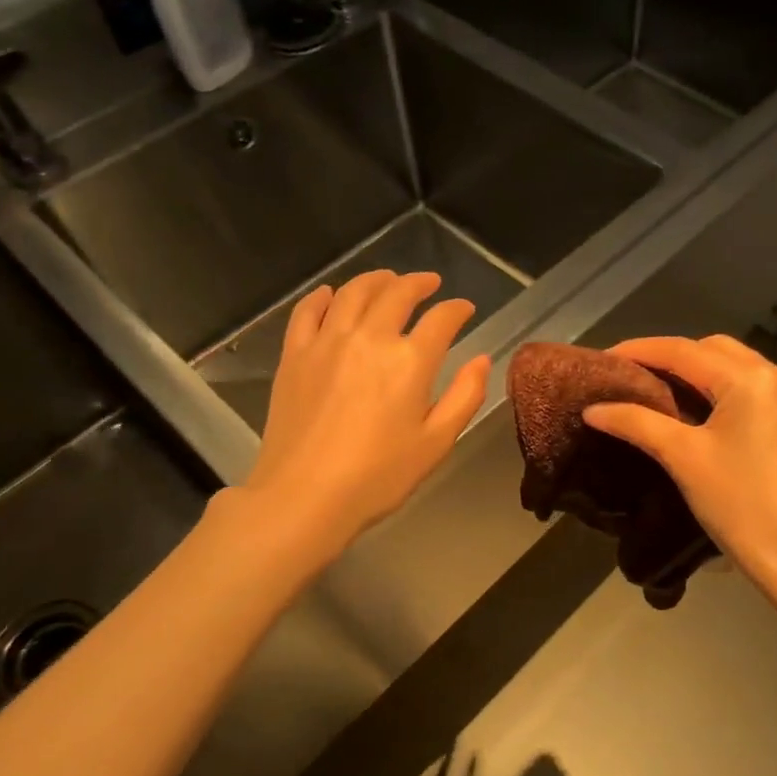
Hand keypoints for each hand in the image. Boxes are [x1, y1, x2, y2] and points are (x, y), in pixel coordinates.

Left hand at [240, 270, 489, 553]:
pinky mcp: (294, 355)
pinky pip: (308, 311)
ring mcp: (326, 342)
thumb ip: (465, 396)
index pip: (441, 319)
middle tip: (429, 283)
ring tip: (388, 279)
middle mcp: (369, 339)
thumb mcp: (436, 443)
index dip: (457, 309)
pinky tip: (331, 294)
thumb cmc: (378, 476)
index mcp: (410, 361)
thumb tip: (482, 360)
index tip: (464, 309)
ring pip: (353, 292)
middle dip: (419, 283)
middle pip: (397, 293)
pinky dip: (324, 296)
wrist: (304, 496)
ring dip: (376, 279)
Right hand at [582, 336, 776, 599]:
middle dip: (672, 357)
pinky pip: (755, 390)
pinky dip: (724, 391)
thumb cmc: (739, 505)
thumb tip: (593, 409)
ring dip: (699, 373)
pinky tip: (702, 413)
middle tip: (633, 377)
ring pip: (737, 368)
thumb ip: (636, 423)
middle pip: (714, 350)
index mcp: (751, 379)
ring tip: (661, 392)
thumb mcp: (683, 458)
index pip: (684, 351)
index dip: (640, 350)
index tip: (604, 359)